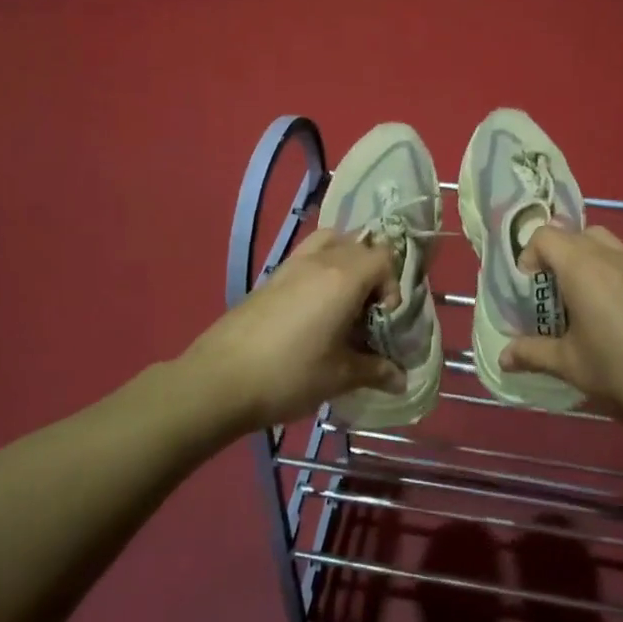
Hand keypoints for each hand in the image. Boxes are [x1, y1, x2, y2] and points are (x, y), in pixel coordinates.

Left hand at [182, 229, 407, 431]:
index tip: (383, 320)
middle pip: (360, 245)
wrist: (219, 379)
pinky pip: (307, 256)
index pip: (383, 258)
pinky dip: (321, 268)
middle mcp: (320, 260)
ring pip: (331, 241)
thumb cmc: (289, 375)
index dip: (392, 285)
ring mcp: (291, 264)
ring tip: (342, 301)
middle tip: (366, 313)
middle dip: (372, 273)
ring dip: (345, 262)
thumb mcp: (339, 377)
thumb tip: (403, 379)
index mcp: (343, 278)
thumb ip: (375, 370)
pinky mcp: (270, 277)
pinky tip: (313, 309)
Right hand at [499, 224, 622, 438]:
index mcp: (582, 267)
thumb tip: (503, 357)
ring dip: (583, 260)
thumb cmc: (621, 371)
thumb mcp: (570, 365)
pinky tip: (609, 315)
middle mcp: (609, 257)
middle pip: (574, 234)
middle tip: (549, 293)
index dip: (529, 255)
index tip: (527, 288)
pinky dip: (607, 273)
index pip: (546, 236)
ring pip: (602, 243)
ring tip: (578, 301)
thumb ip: (533, 354)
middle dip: (555, 256)